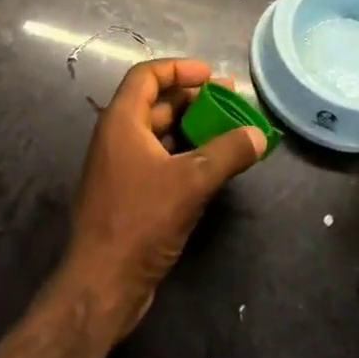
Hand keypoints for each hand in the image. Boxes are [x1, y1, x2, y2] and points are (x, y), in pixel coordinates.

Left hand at [59, 58, 265, 339]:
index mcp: (122, 122)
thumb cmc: (139, 222)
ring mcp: (119, 168)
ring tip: (227, 131)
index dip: (179, 68)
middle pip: (156, 102)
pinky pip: (157, 160)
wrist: (100, 289)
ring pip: (159, 133)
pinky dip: (184, 155)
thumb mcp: (191, 182)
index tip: (211, 74)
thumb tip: (258, 136)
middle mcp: (116, 138)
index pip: (147, 75)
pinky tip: (210, 167)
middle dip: (193, 99)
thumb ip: (227, 153)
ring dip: (191, 128)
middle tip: (229, 101)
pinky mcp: (125, 196)